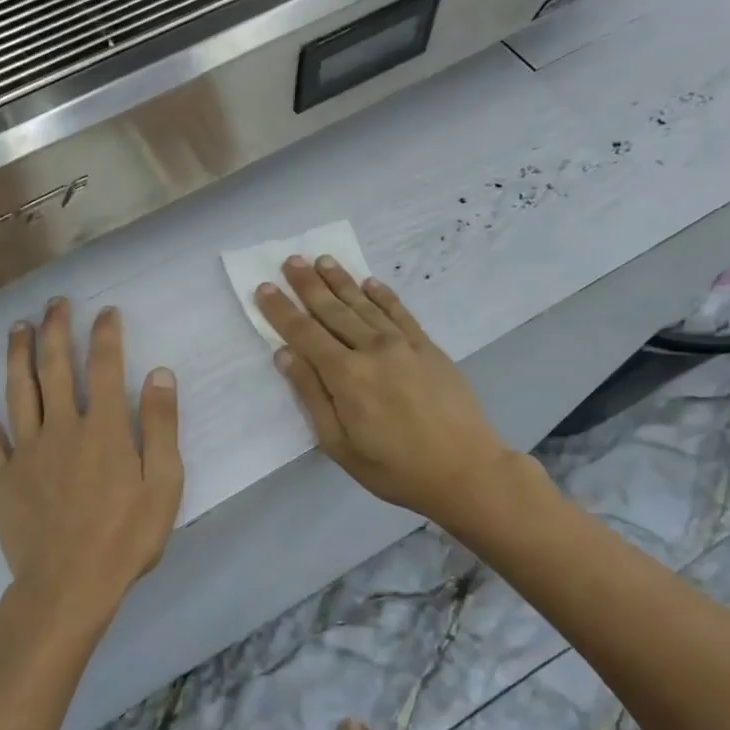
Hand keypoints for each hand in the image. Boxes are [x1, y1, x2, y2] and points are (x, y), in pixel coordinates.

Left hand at [0, 299, 183, 647]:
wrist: (69, 587)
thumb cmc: (125, 538)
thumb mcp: (164, 485)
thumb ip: (161, 426)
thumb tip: (159, 373)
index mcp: (104, 428)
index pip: (104, 368)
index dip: (105, 335)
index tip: (106, 312)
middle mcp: (61, 427)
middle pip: (55, 367)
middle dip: (57, 330)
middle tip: (56, 303)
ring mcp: (26, 450)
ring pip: (18, 390)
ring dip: (17, 354)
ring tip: (18, 326)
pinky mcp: (0, 476)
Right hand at [257, 258, 543, 529]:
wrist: (466, 470)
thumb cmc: (394, 468)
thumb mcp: (340, 444)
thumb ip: (312, 396)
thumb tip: (285, 354)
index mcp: (346, 375)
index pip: (304, 333)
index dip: (281, 310)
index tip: (263, 287)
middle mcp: (372, 349)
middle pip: (332, 310)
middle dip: (308, 284)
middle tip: (290, 260)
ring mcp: (404, 344)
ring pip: (364, 304)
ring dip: (341, 281)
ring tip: (322, 260)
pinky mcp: (428, 347)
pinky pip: (400, 312)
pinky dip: (382, 294)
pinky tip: (370, 282)